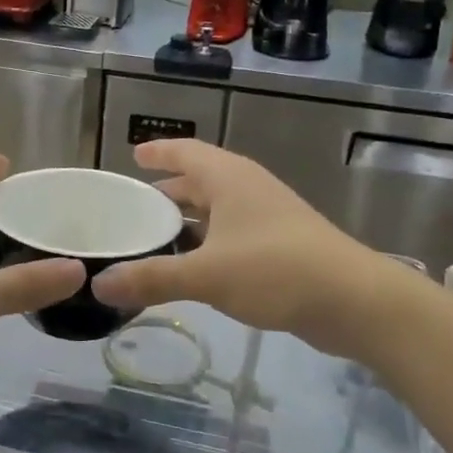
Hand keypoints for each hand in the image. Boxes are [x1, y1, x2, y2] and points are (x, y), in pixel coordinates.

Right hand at [92, 138, 390, 358]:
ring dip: (188, 218)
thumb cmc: (276, 270)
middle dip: (168, 189)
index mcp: (229, 178)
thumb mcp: (207, 274)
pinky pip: (232, 232)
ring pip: (218, 208)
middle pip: (200, 179)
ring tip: (156, 235)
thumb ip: (152, 279)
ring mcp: (268, 215)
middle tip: (133, 204)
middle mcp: (248, 188)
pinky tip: (195, 265)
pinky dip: (208, 240)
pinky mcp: (280, 244)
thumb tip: (98, 285)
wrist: (354, 300)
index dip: (158, 152)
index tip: (133, 155)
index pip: (185, 152)